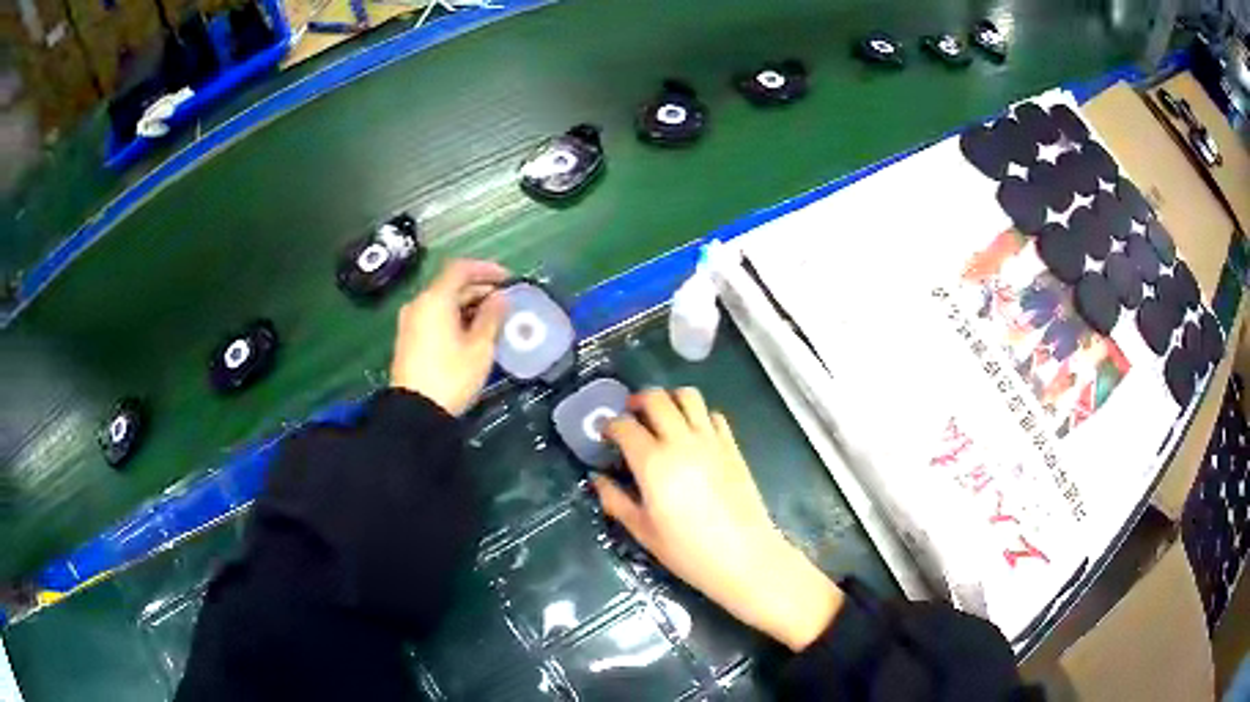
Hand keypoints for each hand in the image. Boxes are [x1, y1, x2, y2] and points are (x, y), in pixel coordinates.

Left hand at [390, 259, 508, 414]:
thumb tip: (501, 298)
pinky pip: (434, 316)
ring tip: (492, 317)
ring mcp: (410, 321)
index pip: (461, 268)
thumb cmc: (451, 377)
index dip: (486, 269)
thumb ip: (492, 316)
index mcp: (435, 299)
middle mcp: (419, 303)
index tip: (507, 279)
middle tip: (504, 300)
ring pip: (442, 301)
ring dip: (467, 303)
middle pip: (450, 284)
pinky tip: (471, 331)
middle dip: (479, 288)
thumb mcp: (480, 347)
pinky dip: (454, 316)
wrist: (415, 412)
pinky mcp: (408, 338)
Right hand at [595, 388, 843, 651]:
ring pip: (688, 396)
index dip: (610, 426)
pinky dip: (698, 415)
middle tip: (630, 416)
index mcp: (654, 463)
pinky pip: (713, 414)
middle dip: (637, 401)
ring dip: (670, 399)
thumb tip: (598, 479)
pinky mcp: (732, 446)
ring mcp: (711, 441)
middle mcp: (681, 442)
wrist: (745, 557)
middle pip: (656, 398)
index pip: (625, 426)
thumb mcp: (643, 532)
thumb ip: (616, 501)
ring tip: (662, 417)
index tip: (605, 435)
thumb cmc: (688, 551)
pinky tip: (692, 434)